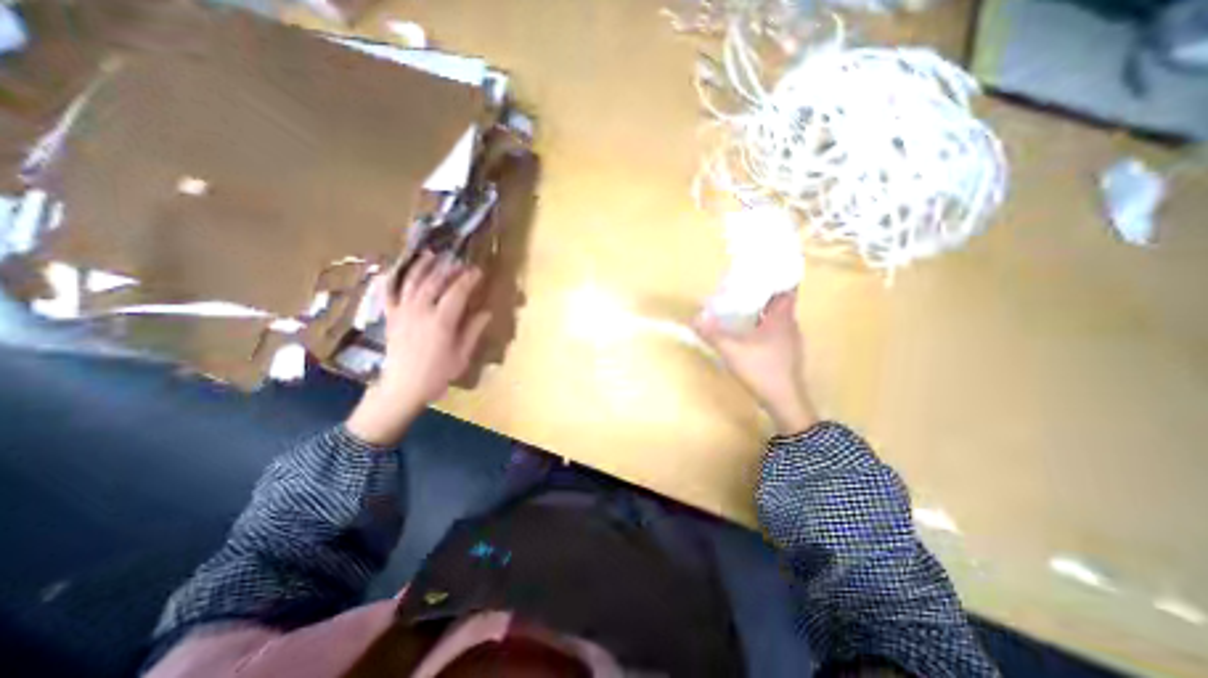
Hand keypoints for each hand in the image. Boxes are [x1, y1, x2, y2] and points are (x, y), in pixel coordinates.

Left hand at [345, 252, 490, 447]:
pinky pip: (389, 292)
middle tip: (460, 262)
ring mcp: (402, 311)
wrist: (402, 387)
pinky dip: (393, 277)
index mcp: (441, 321)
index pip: (457, 292)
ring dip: (423, 265)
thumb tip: (486, 312)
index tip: (478, 271)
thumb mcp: (461, 355)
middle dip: (449, 269)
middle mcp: (420, 311)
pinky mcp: (390, 316)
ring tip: (432, 254)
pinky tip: (398, 267)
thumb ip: (473, 330)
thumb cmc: (437, 374)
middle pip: (435, 281)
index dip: (468, 279)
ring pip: (412, 281)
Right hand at [694, 288, 815, 436]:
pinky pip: (777, 332)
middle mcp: (790, 327)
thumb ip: (713, 334)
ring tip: (744, 307)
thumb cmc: (762, 370)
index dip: (778, 278)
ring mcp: (790, 342)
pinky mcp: (787, 354)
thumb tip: (694, 318)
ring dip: (764, 311)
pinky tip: (750, 333)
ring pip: (779, 319)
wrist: (785, 401)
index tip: (762, 271)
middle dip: (765, 293)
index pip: (788, 290)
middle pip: (781, 303)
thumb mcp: (732, 351)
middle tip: (744, 288)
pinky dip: (765, 327)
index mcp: (782, 319)